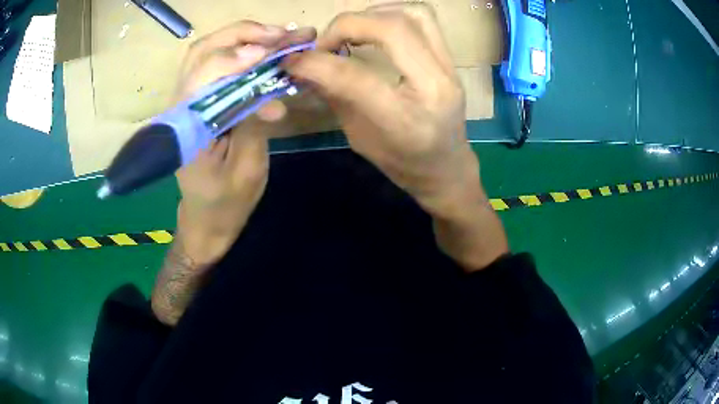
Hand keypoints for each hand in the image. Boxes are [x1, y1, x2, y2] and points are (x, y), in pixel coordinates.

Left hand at [174, 21, 315, 265]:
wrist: (206, 218)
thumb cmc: (226, 202)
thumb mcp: (247, 169)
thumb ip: (254, 124)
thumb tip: (272, 92)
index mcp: (186, 128)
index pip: (203, 76)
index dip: (235, 57)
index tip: (271, 50)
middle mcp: (180, 107)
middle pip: (202, 51)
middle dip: (243, 35)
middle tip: (282, 34)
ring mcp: (186, 101)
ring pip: (206, 51)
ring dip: (242, 37)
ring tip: (277, 37)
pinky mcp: (196, 102)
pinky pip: (214, 64)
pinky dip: (239, 50)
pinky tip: (263, 50)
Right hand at [284, 5, 507, 269]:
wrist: (447, 168)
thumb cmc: (403, 163)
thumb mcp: (359, 137)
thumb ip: (334, 96)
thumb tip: (303, 65)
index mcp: (406, 120)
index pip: (354, 76)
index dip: (314, 62)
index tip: (292, 60)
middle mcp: (435, 86)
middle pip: (392, 28)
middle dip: (346, 25)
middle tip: (326, 43)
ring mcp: (449, 69)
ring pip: (413, 14)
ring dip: (372, 14)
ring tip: (351, 32)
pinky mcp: (450, 60)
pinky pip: (423, 19)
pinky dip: (392, 14)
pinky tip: (374, 28)